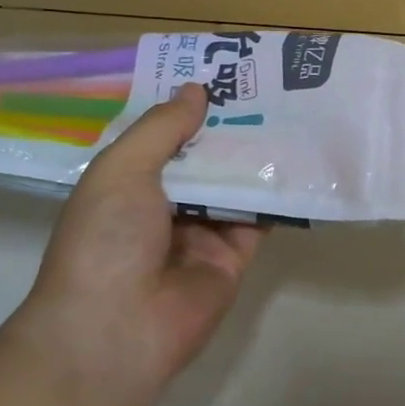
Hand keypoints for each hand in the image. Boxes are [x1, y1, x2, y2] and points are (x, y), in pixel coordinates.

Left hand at [16, 84, 262, 389]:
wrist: (118, 328)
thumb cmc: (106, 238)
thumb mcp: (123, 169)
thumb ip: (162, 128)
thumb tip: (196, 90)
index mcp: (126, 185)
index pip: (162, 139)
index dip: (187, 109)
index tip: (220, 77)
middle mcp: (162, 207)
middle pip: (202, 161)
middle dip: (227, 129)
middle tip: (267, 89)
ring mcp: (199, 234)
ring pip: (232, 186)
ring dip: (255, 157)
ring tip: (291, 113)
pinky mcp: (232, 258)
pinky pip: (257, 220)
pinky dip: (274, 195)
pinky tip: (298, 161)